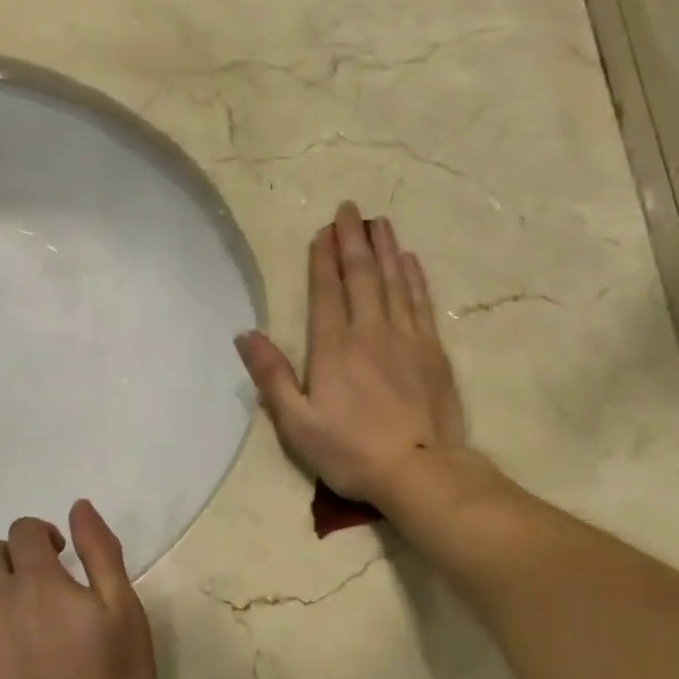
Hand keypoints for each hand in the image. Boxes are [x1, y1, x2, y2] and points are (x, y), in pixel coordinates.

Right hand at [235, 201, 465, 504]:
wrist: (419, 470)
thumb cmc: (350, 451)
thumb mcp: (296, 423)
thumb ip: (271, 376)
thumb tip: (244, 335)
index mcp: (333, 347)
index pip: (327, 290)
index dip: (323, 258)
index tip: (323, 230)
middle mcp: (370, 331)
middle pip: (362, 275)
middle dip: (353, 239)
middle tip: (350, 209)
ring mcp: (407, 338)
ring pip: (395, 281)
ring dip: (385, 249)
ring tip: (379, 223)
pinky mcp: (433, 351)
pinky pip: (421, 302)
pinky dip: (414, 277)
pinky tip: (410, 261)